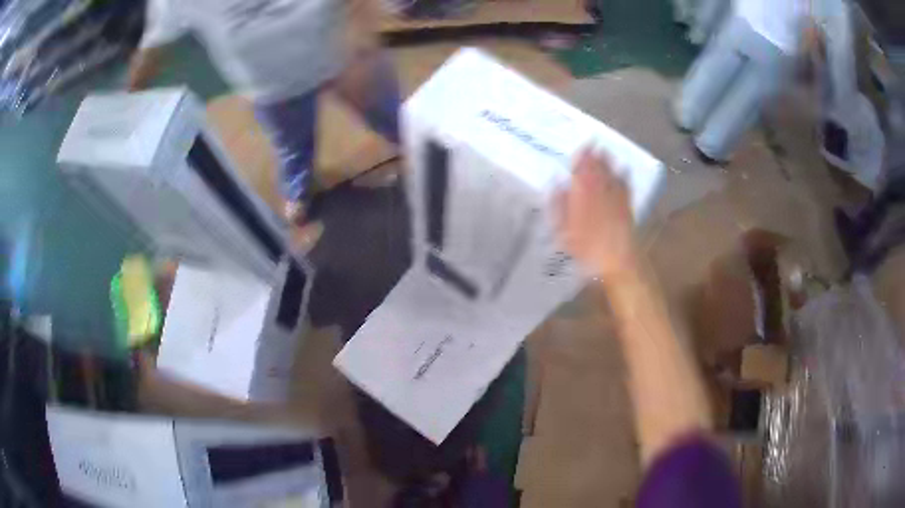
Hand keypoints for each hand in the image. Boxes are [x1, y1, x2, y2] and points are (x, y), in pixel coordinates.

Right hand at [556, 147, 636, 277]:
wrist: (616, 261)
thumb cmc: (585, 249)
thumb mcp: (563, 230)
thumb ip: (559, 205)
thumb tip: (557, 184)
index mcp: (582, 194)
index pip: (581, 170)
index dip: (581, 157)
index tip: (580, 148)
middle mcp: (600, 191)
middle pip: (597, 169)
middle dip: (595, 156)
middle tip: (592, 144)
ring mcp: (616, 198)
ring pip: (611, 174)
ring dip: (608, 162)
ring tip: (605, 152)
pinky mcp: (627, 207)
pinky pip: (625, 186)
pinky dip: (623, 176)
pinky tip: (623, 170)